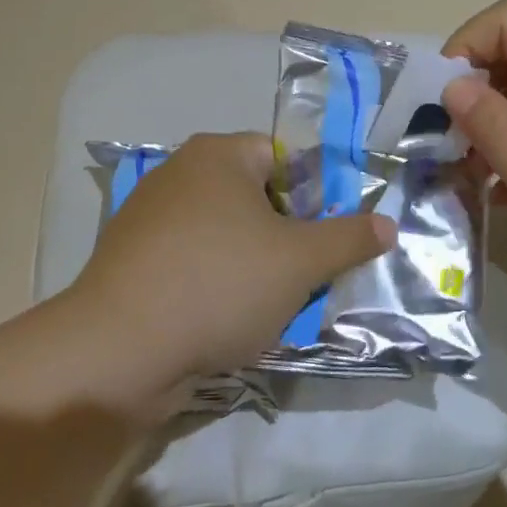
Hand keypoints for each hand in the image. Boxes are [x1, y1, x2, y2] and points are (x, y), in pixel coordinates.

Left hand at [65, 132, 395, 394]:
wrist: (118, 352)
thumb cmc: (220, 284)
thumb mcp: (301, 261)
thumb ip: (350, 238)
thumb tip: (388, 225)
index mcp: (218, 154)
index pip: (284, 158)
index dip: (314, 197)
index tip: (323, 241)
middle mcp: (179, 174)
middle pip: (256, 198)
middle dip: (286, 236)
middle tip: (304, 275)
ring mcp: (148, 219)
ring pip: (225, 235)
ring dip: (254, 265)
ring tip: (269, 305)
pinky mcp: (132, 262)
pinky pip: (192, 263)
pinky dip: (215, 284)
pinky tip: (225, 320)